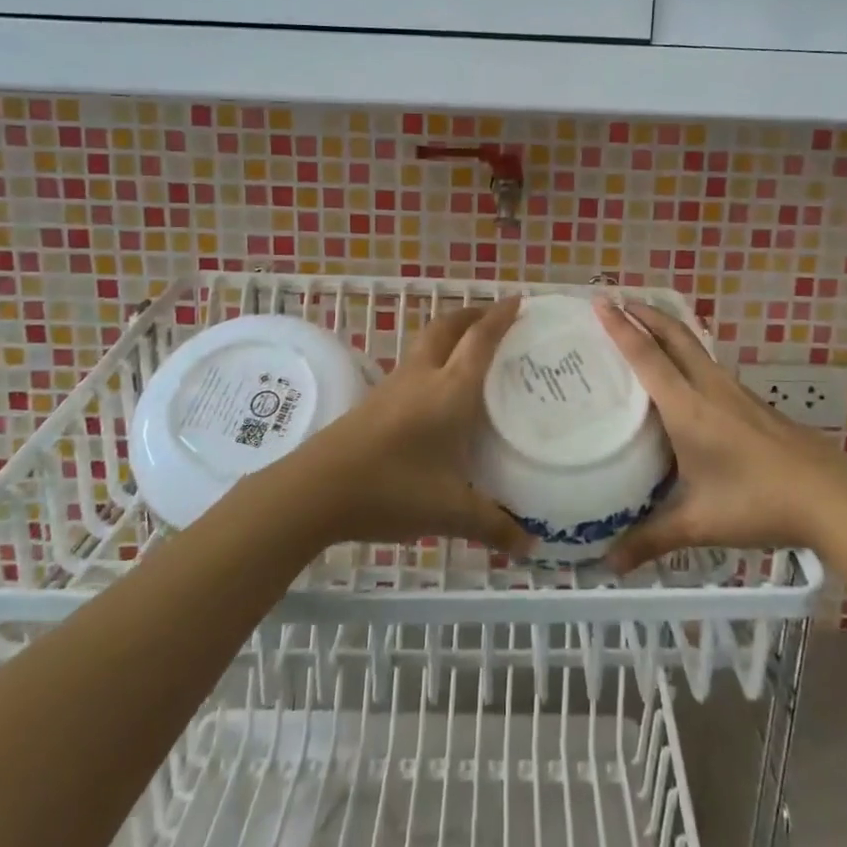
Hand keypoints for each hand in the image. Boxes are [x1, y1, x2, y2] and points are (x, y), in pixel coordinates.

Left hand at [283, 298, 532, 555]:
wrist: (317, 489)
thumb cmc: (392, 489)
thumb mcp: (450, 511)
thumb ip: (493, 525)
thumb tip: (530, 546)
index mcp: (450, 390)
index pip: (480, 340)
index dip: (501, 316)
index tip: (519, 300)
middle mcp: (423, 377)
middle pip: (448, 328)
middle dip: (472, 315)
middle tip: (495, 317)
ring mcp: (394, 386)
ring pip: (426, 344)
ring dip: (450, 335)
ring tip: (470, 349)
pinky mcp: (374, 401)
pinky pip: (413, 365)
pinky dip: (433, 360)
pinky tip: (436, 390)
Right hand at [595, 299, 844, 570]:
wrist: (833, 497)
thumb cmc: (759, 503)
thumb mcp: (699, 524)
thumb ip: (651, 539)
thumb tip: (608, 566)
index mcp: (688, 408)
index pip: (647, 357)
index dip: (621, 328)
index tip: (600, 302)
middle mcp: (710, 389)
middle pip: (674, 336)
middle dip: (645, 314)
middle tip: (618, 300)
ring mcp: (737, 393)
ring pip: (695, 347)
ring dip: (668, 329)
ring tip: (646, 328)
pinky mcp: (754, 403)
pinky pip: (711, 365)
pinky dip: (688, 353)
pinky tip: (688, 375)